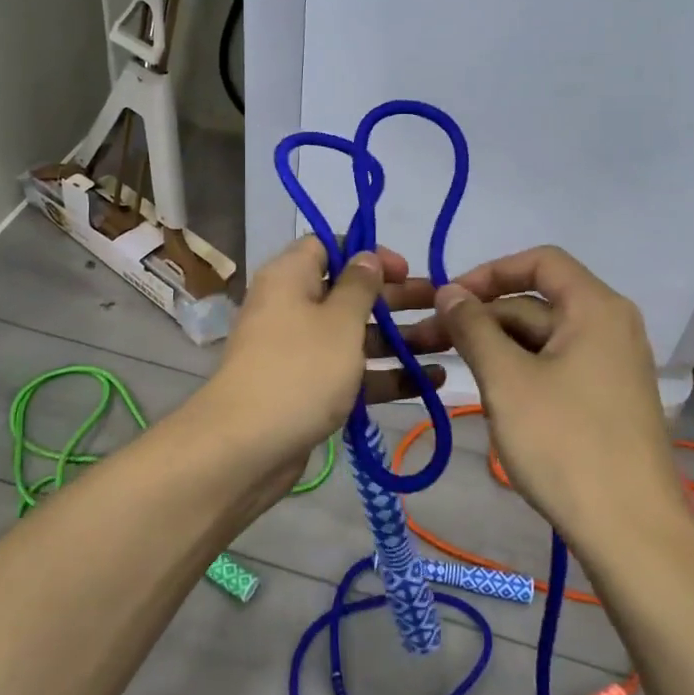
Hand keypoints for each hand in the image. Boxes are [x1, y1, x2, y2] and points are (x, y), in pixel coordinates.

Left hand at [209, 237, 442, 480]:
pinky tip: (429, 382)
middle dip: (396, 299)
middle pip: (349, 293)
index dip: (367, 254)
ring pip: (355, 336)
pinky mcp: (308, 389)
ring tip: (447, 343)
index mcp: (290, 278)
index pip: (328, 247)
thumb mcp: (339, 321)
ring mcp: (300, 351)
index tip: (403, 269)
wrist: (246, 447)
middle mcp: (292, 307)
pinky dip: (384, 374)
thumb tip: (366, 256)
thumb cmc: (300, 368)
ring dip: (399, 339)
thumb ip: (360, 285)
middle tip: (440, 305)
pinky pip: (350, 372)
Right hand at [428, 246, 685, 543]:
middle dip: (483, 316)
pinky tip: (491, 396)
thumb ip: (473, 327)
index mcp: (595, 308)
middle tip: (429, 338)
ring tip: (453, 369)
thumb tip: (448, 291)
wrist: (632, 533)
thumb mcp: (507, 380)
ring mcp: (611, 365)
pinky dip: (520, 371)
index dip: (490, 271)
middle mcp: (610, 326)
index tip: (450, 297)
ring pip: (542, 338)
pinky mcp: (607, 398)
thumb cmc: (566, 444)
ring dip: (496, 346)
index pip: (540, 261)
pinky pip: (556, 366)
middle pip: (537, 301)